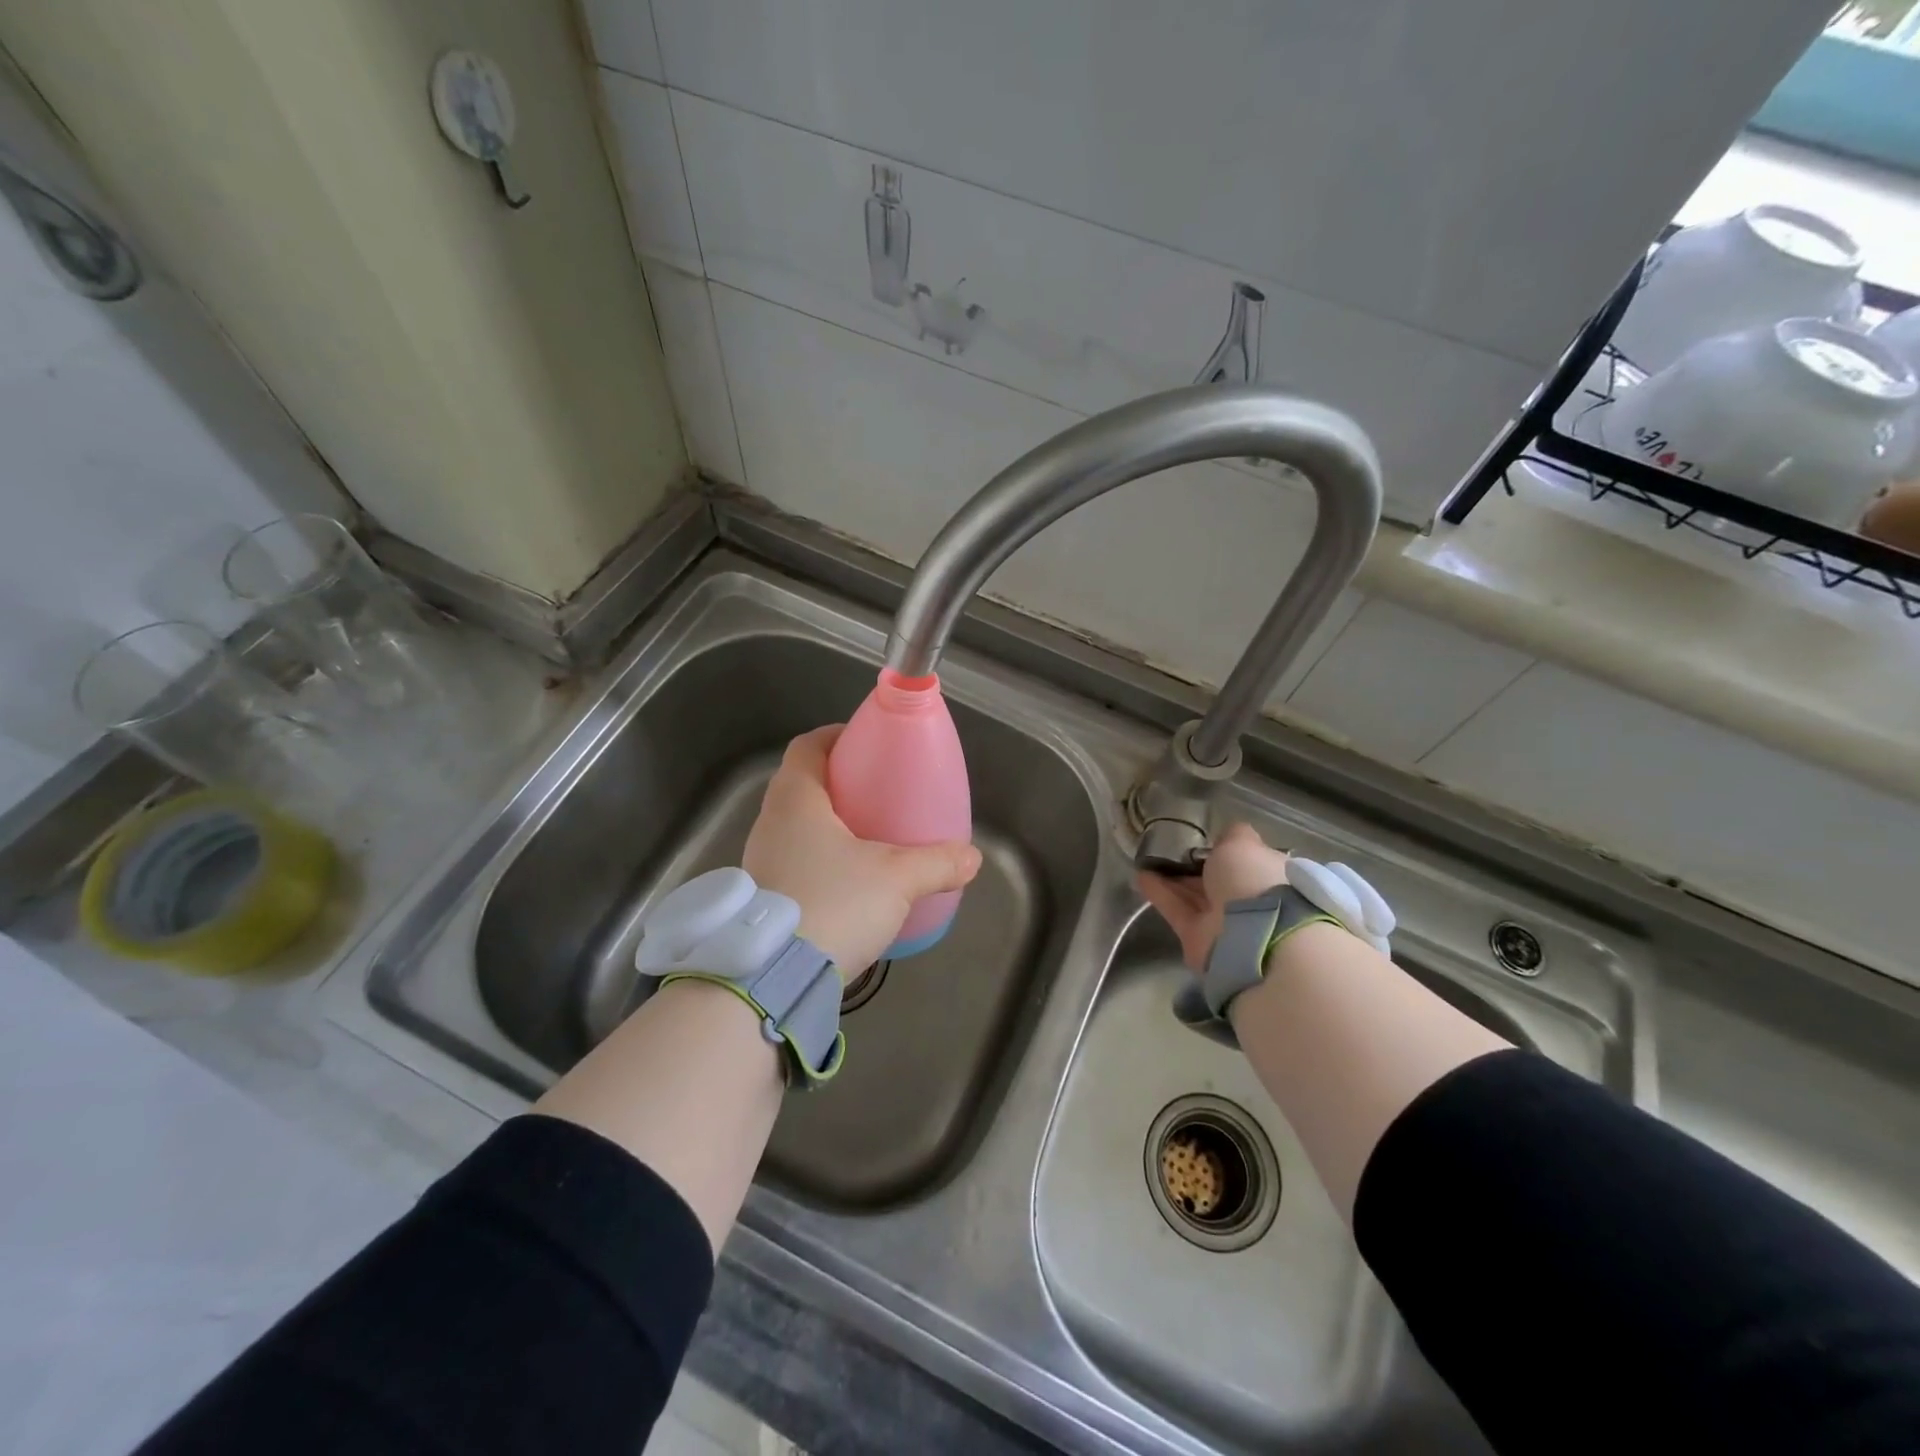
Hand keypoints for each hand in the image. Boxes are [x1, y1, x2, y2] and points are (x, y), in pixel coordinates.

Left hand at [743, 726, 982, 972]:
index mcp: (795, 800)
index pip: (806, 747)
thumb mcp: (897, 879)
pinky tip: (848, 883)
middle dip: (839, 783)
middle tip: (877, 793)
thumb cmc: (834, 903)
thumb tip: (972, 858)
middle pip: (801, 785)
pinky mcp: (761, 897)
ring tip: (868, 838)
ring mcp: (759, 862)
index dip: (835, 737)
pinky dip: (819, 859)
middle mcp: (769, 823)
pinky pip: (793, 860)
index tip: (866, 743)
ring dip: (828, 824)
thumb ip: (937, 863)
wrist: (773, 978)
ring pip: (795, 826)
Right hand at [1136, 822, 1289, 969]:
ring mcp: (1223, 921)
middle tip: (1168, 846)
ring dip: (1172, 877)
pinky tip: (1141, 874)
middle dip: (1195, 865)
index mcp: (1267, 876)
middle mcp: (1248, 900)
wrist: (1250, 935)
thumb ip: (1231, 836)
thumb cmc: (1252, 879)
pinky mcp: (1197, 937)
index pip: (1245, 861)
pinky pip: (1177, 909)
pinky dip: (1160, 892)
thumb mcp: (1242, 843)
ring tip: (1147, 857)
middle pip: (1216, 880)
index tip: (1204, 839)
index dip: (1225, 849)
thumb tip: (1225, 836)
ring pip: (1194, 895)